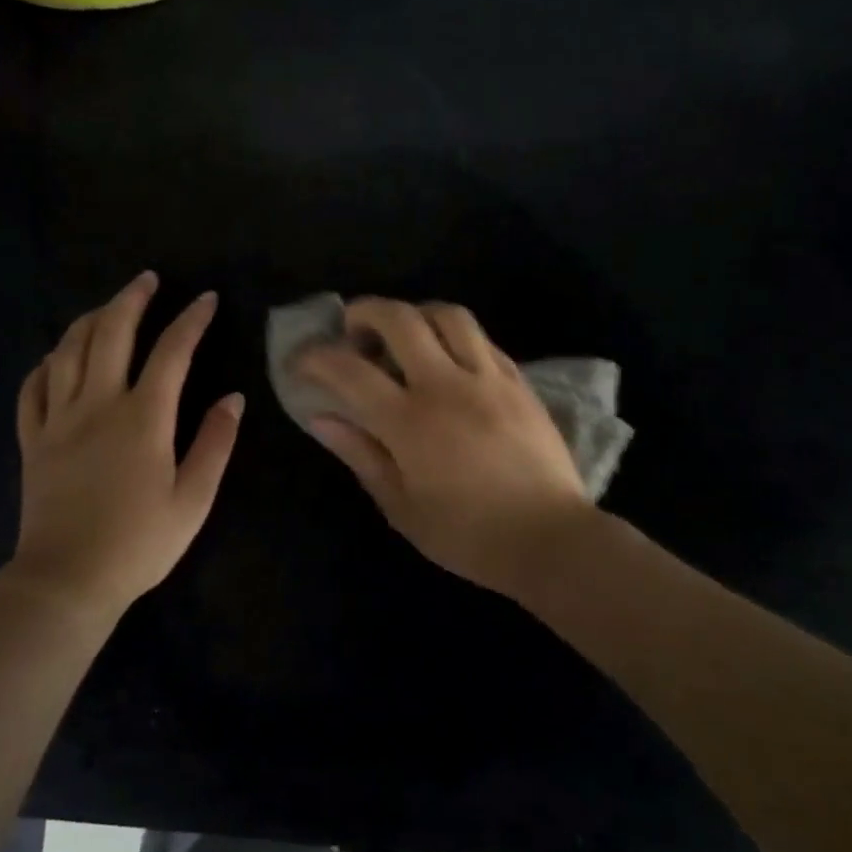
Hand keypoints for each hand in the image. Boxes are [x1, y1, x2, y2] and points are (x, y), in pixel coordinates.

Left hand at [10, 273, 241, 611]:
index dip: (191, 320)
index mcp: (143, 418)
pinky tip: (56, 358)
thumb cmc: (139, 544)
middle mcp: (98, 405)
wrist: (67, 581)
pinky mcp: (32, 441)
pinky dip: (45, 364)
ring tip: (106, 309)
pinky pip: (33, 388)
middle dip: (131, 299)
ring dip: (89, 320)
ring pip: (68, 350)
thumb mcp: (194, 499)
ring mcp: (58, 420)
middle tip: (147, 280)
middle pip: (111, 333)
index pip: (172, 352)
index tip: (205, 299)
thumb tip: (232, 398)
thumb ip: (215, 444)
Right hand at [296, 298, 596, 598]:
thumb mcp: (401, 506)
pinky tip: (448, 359)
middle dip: (365, 311)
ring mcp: (488, 378)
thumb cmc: (467, 535)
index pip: (350, 370)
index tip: (301, 362)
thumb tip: (320, 418)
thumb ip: (360, 454)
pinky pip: (482, 339)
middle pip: (400, 319)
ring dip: (415, 314)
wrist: (550, 540)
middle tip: (352, 329)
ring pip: (448, 315)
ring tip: (404, 336)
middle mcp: (447, 386)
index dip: (316, 358)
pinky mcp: (519, 382)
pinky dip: (454, 336)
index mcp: (409, 422)